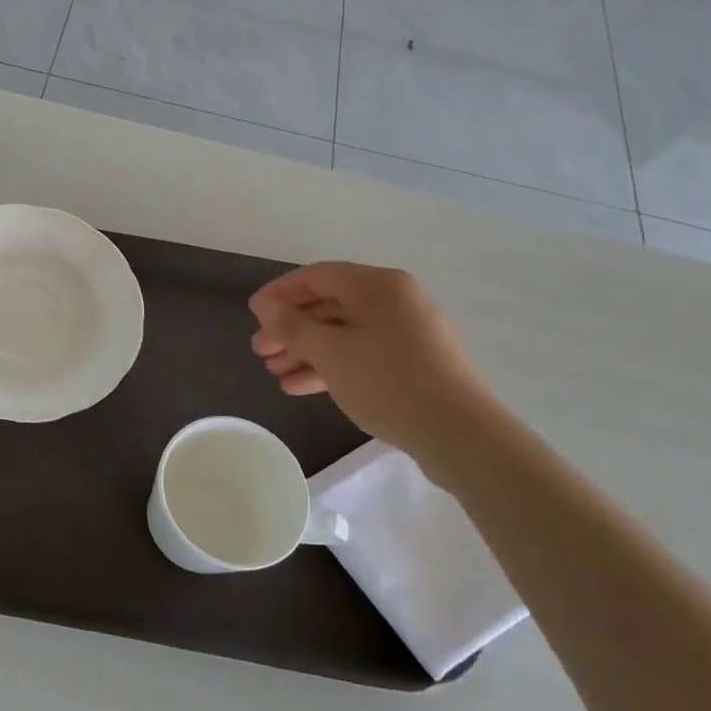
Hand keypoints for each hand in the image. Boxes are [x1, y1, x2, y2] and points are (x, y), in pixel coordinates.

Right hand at [248, 262, 496, 460]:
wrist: (458, 433)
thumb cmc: (387, 381)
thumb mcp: (329, 352)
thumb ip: (291, 326)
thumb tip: (265, 305)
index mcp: (377, 285)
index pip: (317, 276)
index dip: (279, 293)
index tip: (252, 313)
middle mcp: (394, 300)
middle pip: (329, 305)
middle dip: (290, 328)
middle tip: (260, 351)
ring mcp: (406, 332)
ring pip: (343, 333)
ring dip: (306, 351)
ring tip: (275, 373)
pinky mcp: (413, 362)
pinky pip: (362, 353)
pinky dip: (331, 365)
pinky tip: (300, 387)